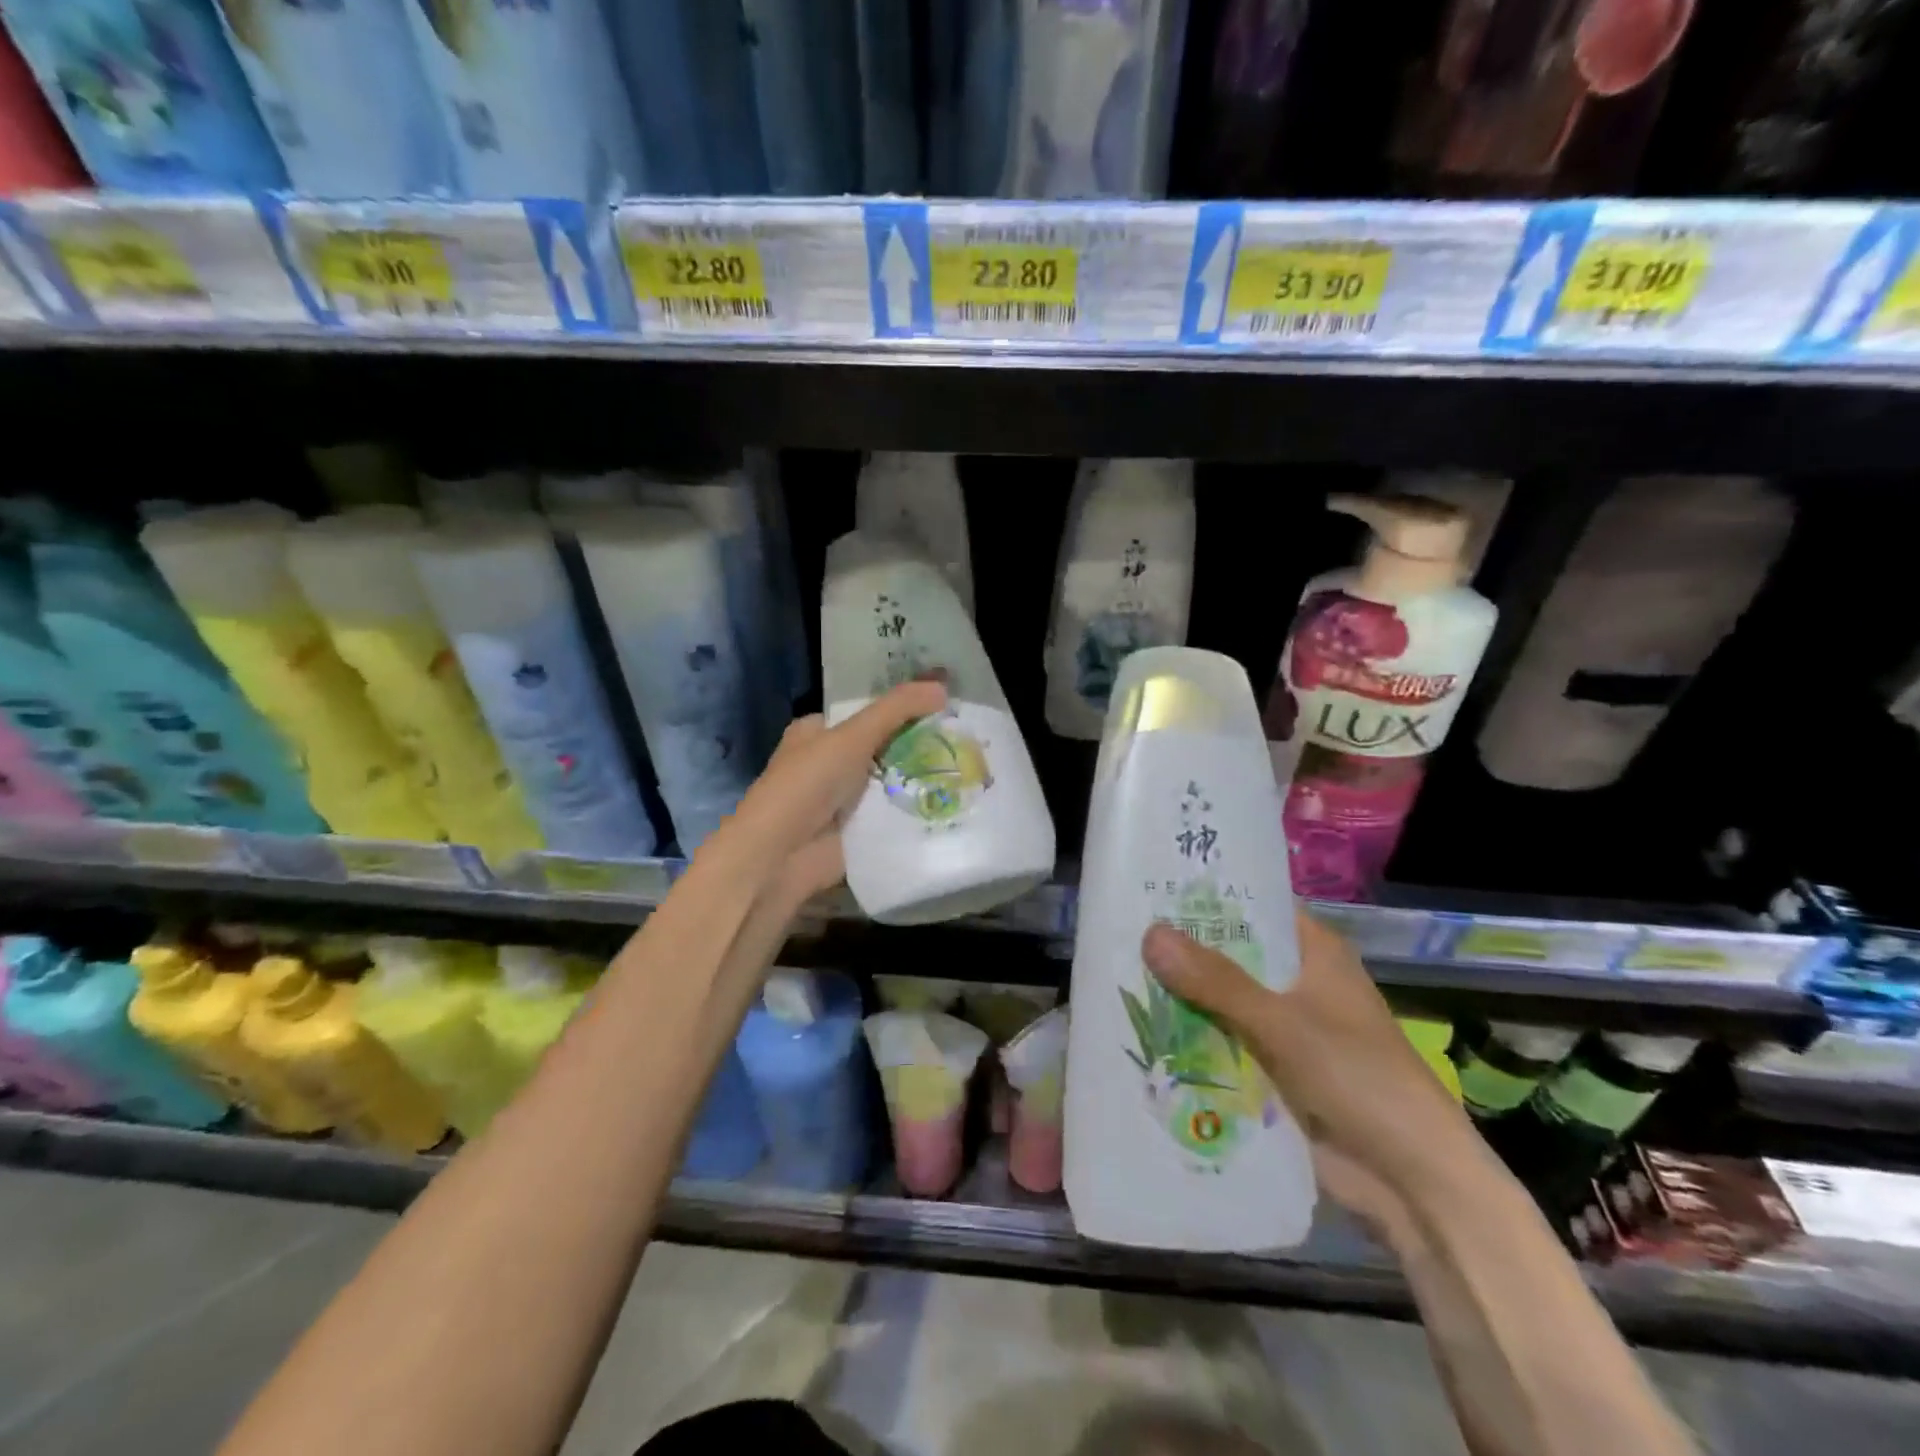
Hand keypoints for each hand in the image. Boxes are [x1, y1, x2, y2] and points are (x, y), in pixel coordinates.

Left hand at [708, 678, 948, 904]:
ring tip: (974, 768)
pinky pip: (895, 816)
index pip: (867, 713)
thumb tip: (944, 687)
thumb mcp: (852, 735)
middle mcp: (829, 763)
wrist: (780, 856)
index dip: (903, 709)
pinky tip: (956, 802)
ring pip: (893, 782)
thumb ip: (897, 709)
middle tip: (967, 739)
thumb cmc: (807, 785)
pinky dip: (918, 811)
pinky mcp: (859, 832)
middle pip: (884, 748)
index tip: (945, 707)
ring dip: (923, 779)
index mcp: (817, 733)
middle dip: (919, 746)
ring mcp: (844, 801)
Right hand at [1142, 910, 1486, 1248]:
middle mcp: (1297, 982)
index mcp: (1314, 952)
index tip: (1147, 888)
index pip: (1251, 907)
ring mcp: (1283, 1028)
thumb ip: (1215, 981)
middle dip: (1179, 952)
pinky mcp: (1271, 1070)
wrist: (1411, 1183)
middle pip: (1227, 955)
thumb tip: (1149, 934)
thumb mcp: (1283, 1023)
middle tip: (1116, 933)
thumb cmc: (1358, 1079)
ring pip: (1219, 1001)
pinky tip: (1138, 1032)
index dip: (1203, 897)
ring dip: (1179, 998)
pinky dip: (1190, 1039)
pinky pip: (1221, 1043)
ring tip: (1113, 978)